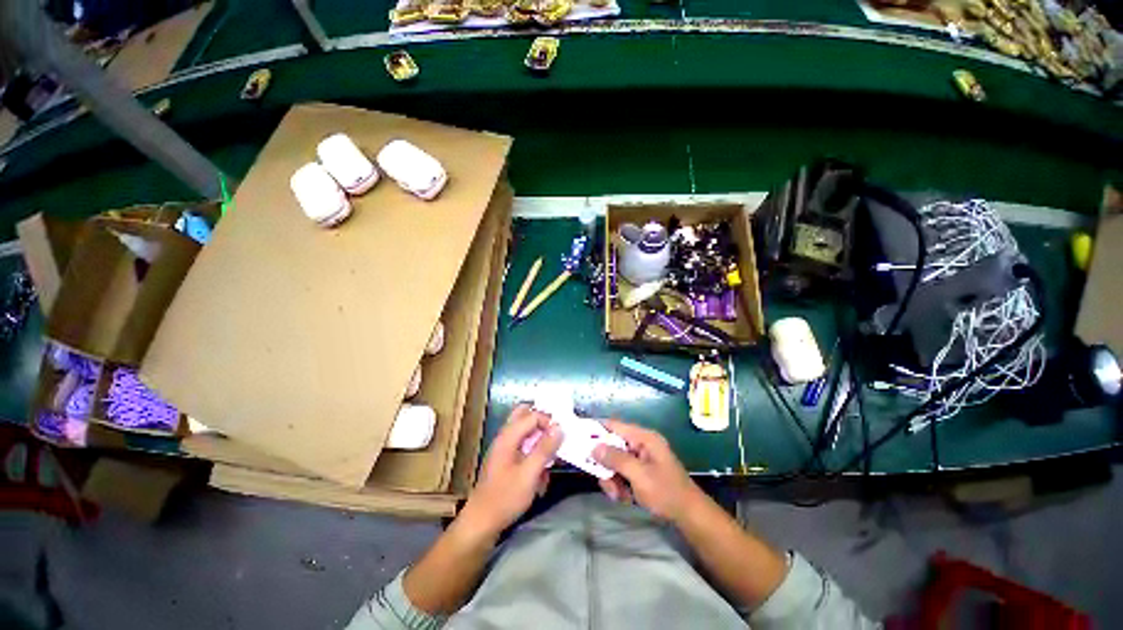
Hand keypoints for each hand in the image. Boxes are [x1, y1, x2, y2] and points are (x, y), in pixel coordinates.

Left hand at [460, 404, 561, 537]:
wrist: (481, 524)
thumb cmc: (505, 497)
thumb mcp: (529, 473)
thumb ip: (545, 448)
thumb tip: (559, 427)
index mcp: (508, 436)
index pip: (532, 415)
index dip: (548, 422)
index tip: (561, 438)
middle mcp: (505, 438)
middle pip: (525, 418)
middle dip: (543, 426)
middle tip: (556, 440)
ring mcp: (504, 450)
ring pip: (526, 435)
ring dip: (540, 445)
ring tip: (549, 466)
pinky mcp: (505, 463)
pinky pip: (523, 451)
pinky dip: (534, 459)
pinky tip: (540, 480)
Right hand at [593, 420, 703, 523]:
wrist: (689, 516)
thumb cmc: (666, 492)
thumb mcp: (639, 475)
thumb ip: (616, 459)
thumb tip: (594, 447)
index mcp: (643, 437)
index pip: (614, 425)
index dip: (597, 429)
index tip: (579, 436)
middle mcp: (640, 444)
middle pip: (612, 446)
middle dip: (606, 464)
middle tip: (603, 480)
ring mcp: (641, 458)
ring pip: (614, 462)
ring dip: (612, 478)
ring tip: (618, 495)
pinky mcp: (641, 472)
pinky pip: (621, 473)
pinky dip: (620, 485)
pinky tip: (625, 498)